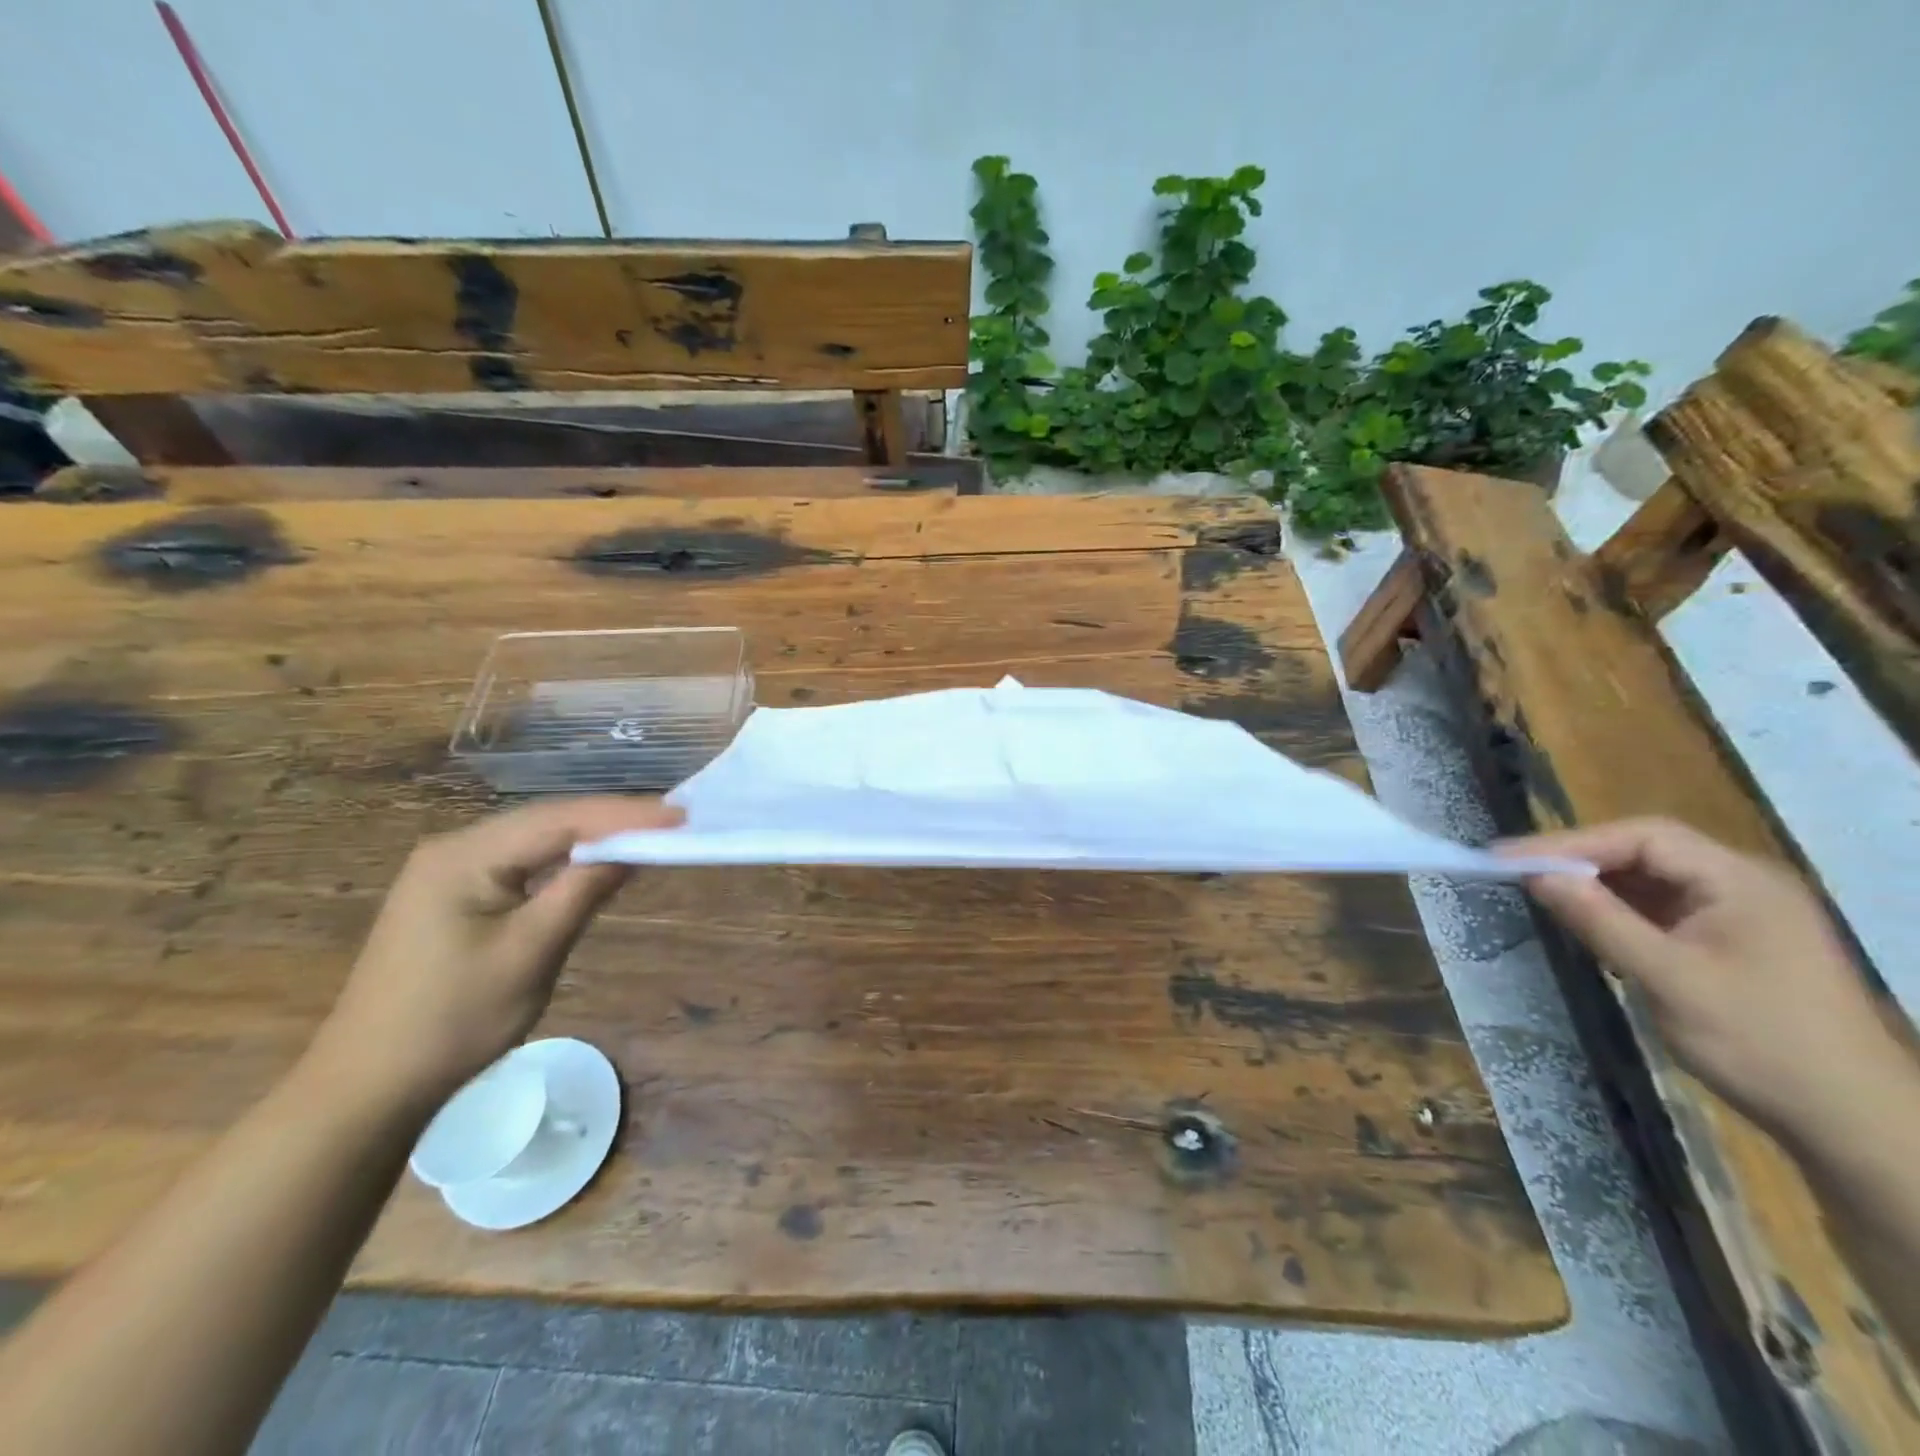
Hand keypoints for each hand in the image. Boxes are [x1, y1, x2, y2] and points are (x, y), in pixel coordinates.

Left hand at [313, 797, 682, 1107]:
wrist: (368, 1086)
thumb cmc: (453, 1021)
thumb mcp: (530, 953)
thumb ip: (583, 891)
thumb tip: (634, 849)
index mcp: (464, 856)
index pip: (560, 819)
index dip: (625, 815)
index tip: (681, 816)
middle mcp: (454, 849)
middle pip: (548, 820)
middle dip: (613, 819)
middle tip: (675, 821)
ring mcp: (450, 871)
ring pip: (537, 839)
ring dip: (592, 836)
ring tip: (650, 833)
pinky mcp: (455, 894)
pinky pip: (523, 862)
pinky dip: (566, 859)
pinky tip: (597, 861)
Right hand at [1501, 817, 1903, 1143]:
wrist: (1851, 1123)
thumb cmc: (1761, 1043)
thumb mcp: (1668, 979)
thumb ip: (1600, 921)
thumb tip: (1535, 875)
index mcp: (1741, 882)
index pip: (1643, 837)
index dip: (1570, 842)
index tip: (1508, 858)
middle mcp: (1743, 885)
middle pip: (1645, 852)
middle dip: (1578, 859)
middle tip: (1513, 871)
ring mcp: (1739, 914)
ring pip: (1650, 880)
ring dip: (1595, 885)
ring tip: (1538, 893)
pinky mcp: (1731, 942)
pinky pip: (1661, 909)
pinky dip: (1617, 910)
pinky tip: (1588, 924)